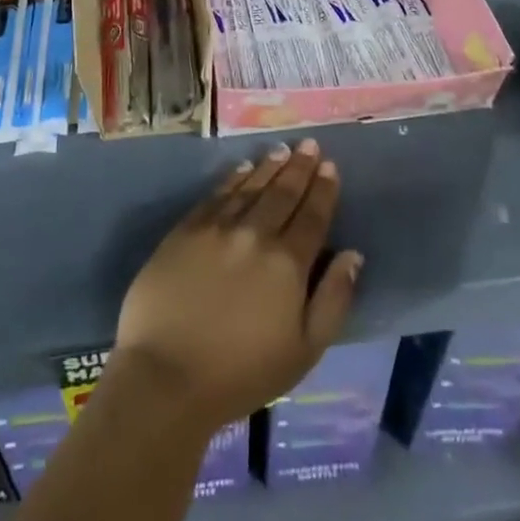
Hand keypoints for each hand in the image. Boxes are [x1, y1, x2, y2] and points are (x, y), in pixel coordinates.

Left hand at [113, 140, 361, 430]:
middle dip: (299, 167)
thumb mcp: (304, 351)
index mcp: (287, 263)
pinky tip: (242, 168)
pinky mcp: (185, 230)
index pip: (312, 216)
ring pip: (250, 187)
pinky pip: (216, 195)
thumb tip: (353, 255)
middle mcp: (255, 234)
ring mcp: (217, 228)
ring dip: (268, 167)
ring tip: (281, 150)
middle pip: (282, 193)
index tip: (329, 166)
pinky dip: (232, 178)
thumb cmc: (242, 373)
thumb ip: (333, 299)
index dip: (323, 190)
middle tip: (309, 145)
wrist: (167, 375)